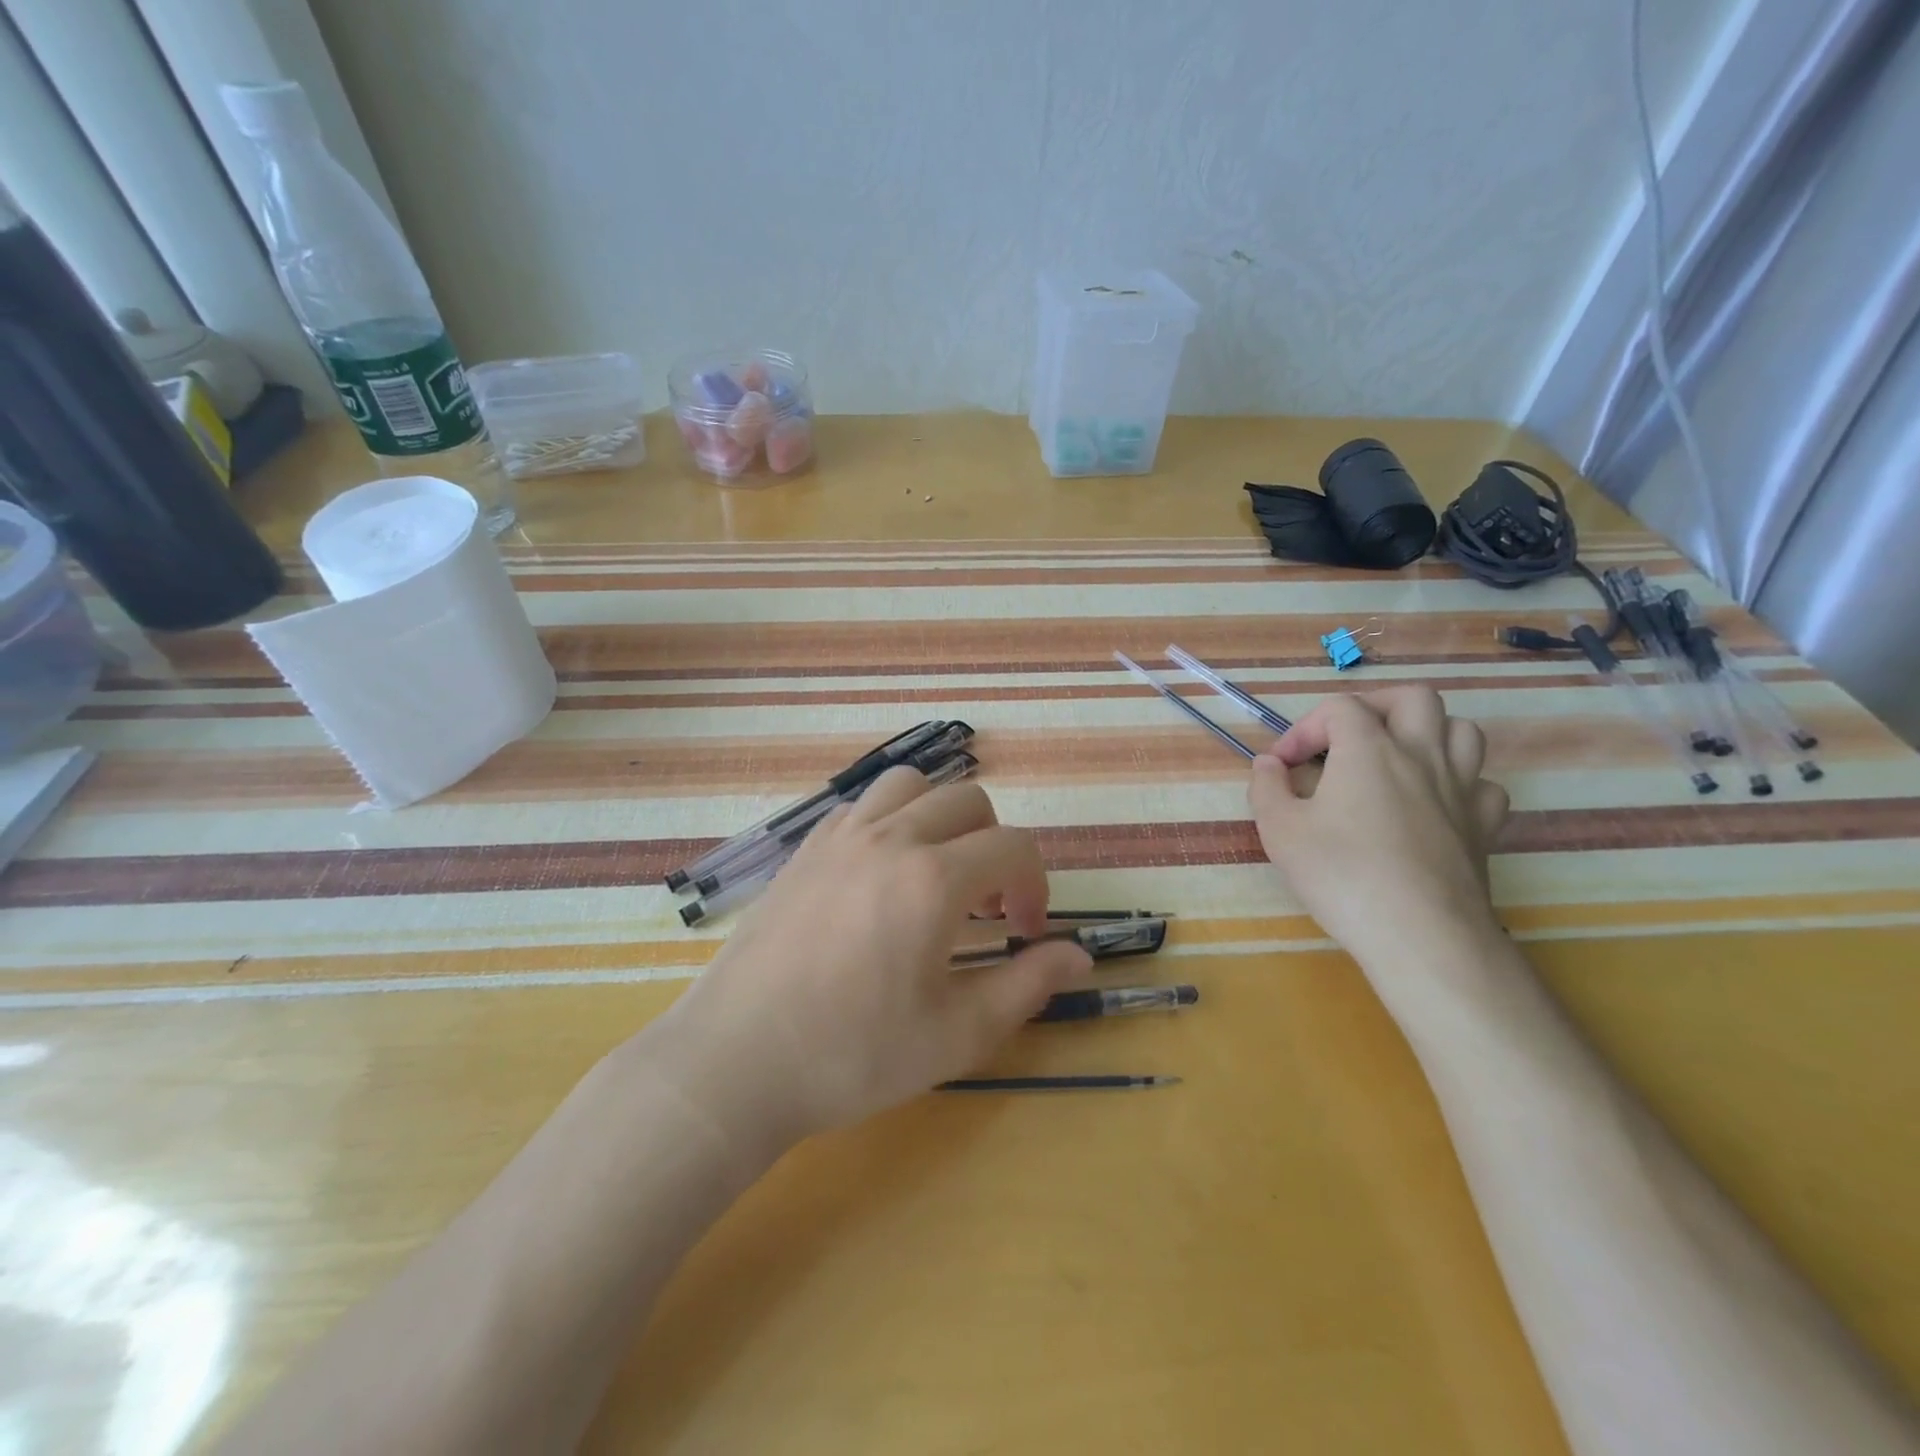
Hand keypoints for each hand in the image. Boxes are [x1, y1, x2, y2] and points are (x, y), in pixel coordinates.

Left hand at [647, 768, 1092, 1151]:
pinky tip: (881, 877)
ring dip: (941, 817)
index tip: (1025, 934)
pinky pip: (862, 806)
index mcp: (933, 879)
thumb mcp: (957, 1035)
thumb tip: (1081, 955)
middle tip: (985, 907)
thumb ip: (1028, 986)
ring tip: (936, 873)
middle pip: (968, 800)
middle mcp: (890, 838)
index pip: (1013, 847)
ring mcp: (840, 836)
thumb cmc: (852, 1056)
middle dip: (995, 845)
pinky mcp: (804, 849)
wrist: (736, 1061)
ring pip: (911, 786)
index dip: (1035, 886)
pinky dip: (892, 821)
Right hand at [1248, 686, 1509, 966]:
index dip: (1304, 729)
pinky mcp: (1484, 826)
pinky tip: (1434, 805)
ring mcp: (1461, 789)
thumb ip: (1267, 787)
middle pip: (1413, 698)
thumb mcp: (1280, 830)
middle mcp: (1422, 755)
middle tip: (1346, 738)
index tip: (1282, 766)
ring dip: (1426, 734)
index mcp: (1369, 749)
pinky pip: (1482, 784)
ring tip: (1395, 760)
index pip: (1339, 708)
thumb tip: (1269, 765)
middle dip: (1374, 707)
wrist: (1421, 935)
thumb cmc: (1342, 875)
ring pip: (1461, 731)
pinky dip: (1458, 783)